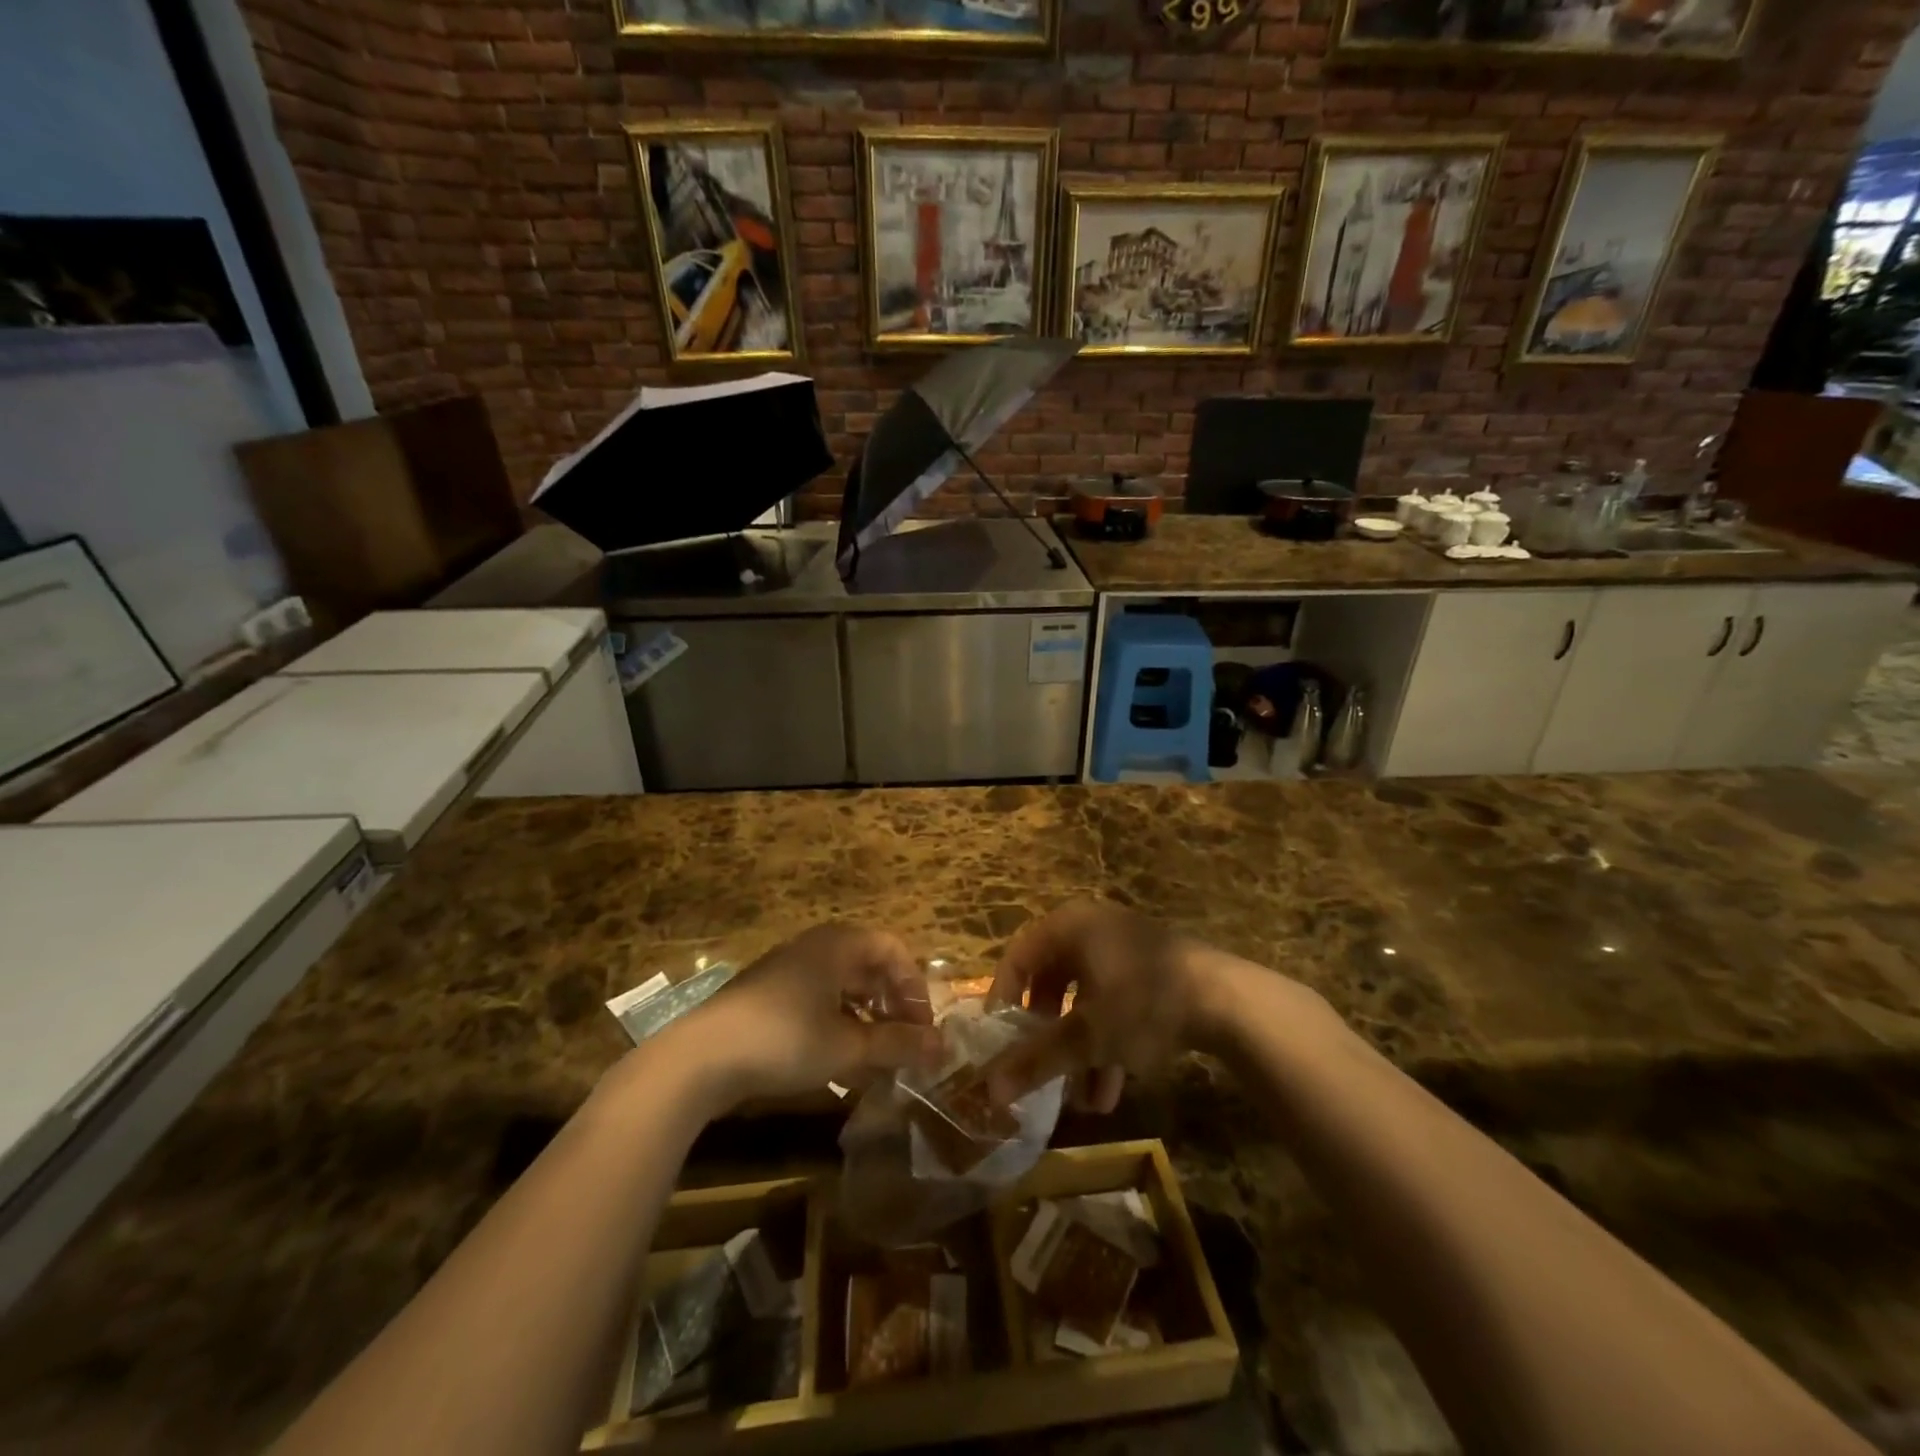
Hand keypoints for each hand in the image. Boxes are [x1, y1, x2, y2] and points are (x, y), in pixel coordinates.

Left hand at [687, 924, 942, 1105]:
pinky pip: (816, 1004)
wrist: (700, 1058)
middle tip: (904, 1045)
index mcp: (838, 945)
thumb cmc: (785, 1039)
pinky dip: (836, 1028)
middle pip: (868, 968)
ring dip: (865, 1022)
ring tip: (877, 1061)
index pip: (892, 950)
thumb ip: (898, 1045)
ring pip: (842, 989)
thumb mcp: (849, 1046)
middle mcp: (814, 948)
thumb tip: (942, 1047)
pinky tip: (839, 1067)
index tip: (922, 1028)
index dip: (914, 987)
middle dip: (891, 1007)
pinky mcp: (766, 998)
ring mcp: (786, 971)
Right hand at [983, 901, 1261, 1111]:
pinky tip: (1111, 1090)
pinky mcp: (1154, 970)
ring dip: (1079, 1049)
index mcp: (1070, 926)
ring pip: (1086, 999)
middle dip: (1046, 1032)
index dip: (1003, 998)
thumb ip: (1035, 1060)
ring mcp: (1127, 948)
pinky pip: (1115, 1003)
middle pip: (1052, 980)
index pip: (1018, 956)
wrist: (1229, 1001)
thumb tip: (987, 1091)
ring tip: (1080, 1100)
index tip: (999, 1040)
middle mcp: (1094, 928)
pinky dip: (1108, 1042)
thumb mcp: (1086, 1037)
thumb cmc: (1143, 1004)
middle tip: (1037, 1063)